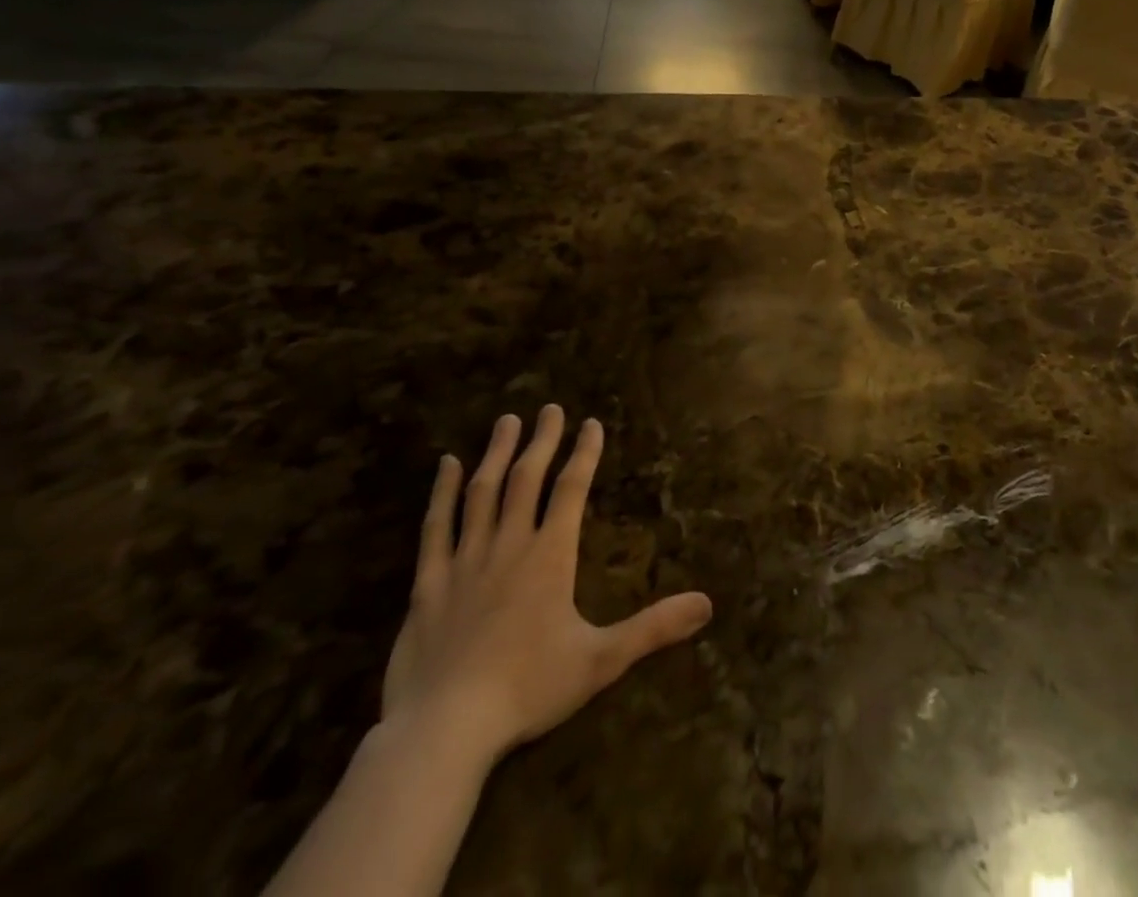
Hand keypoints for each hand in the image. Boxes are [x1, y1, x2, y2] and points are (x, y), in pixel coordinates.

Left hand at [380, 405, 712, 768]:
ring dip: (497, 453)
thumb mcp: (601, 661)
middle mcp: (509, 545)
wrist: (444, 730)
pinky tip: (446, 465)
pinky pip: (436, 526)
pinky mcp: (429, 583)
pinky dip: (442, 492)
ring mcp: (465, 561)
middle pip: (527, 479)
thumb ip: (654, 628)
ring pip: (483, 492)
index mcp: (550, 556)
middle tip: (550, 407)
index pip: (571, 490)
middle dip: (542, 440)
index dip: (584, 453)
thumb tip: (708, 603)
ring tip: (507, 421)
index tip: (591, 423)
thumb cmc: (528, 690)